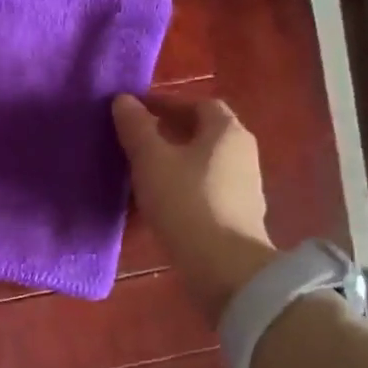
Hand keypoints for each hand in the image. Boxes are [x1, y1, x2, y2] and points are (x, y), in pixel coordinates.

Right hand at [112, 93, 276, 325]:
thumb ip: (136, 127)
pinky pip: (203, 191)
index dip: (165, 104)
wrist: (224, 267)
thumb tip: (123, 100)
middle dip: (167, 135)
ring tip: (139, 174)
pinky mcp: (237, 216)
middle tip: (134, 142)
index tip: (135, 113)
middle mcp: (242, 152)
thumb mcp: (151, 160)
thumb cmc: (186, 202)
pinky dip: (180, 189)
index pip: (198, 103)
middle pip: (201, 134)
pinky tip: (156, 204)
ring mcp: (244, 186)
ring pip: (201, 164)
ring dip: (172, 164)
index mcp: (226, 131)